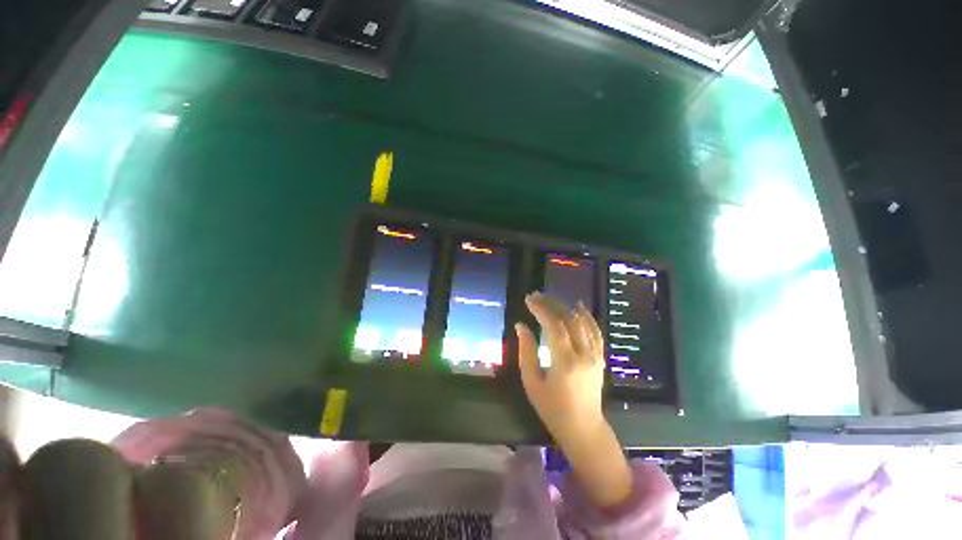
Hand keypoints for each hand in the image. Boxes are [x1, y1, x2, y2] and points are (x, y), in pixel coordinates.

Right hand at [516, 292, 632, 508]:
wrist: (584, 428)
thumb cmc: (552, 409)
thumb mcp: (532, 382)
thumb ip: (526, 351)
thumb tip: (520, 326)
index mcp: (565, 362)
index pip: (553, 326)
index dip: (540, 309)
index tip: (528, 299)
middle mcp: (583, 354)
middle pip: (568, 320)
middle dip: (551, 304)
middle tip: (536, 296)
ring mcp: (595, 355)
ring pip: (582, 323)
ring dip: (566, 307)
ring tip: (551, 299)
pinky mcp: (599, 358)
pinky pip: (595, 332)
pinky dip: (587, 317)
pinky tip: (579, 306)